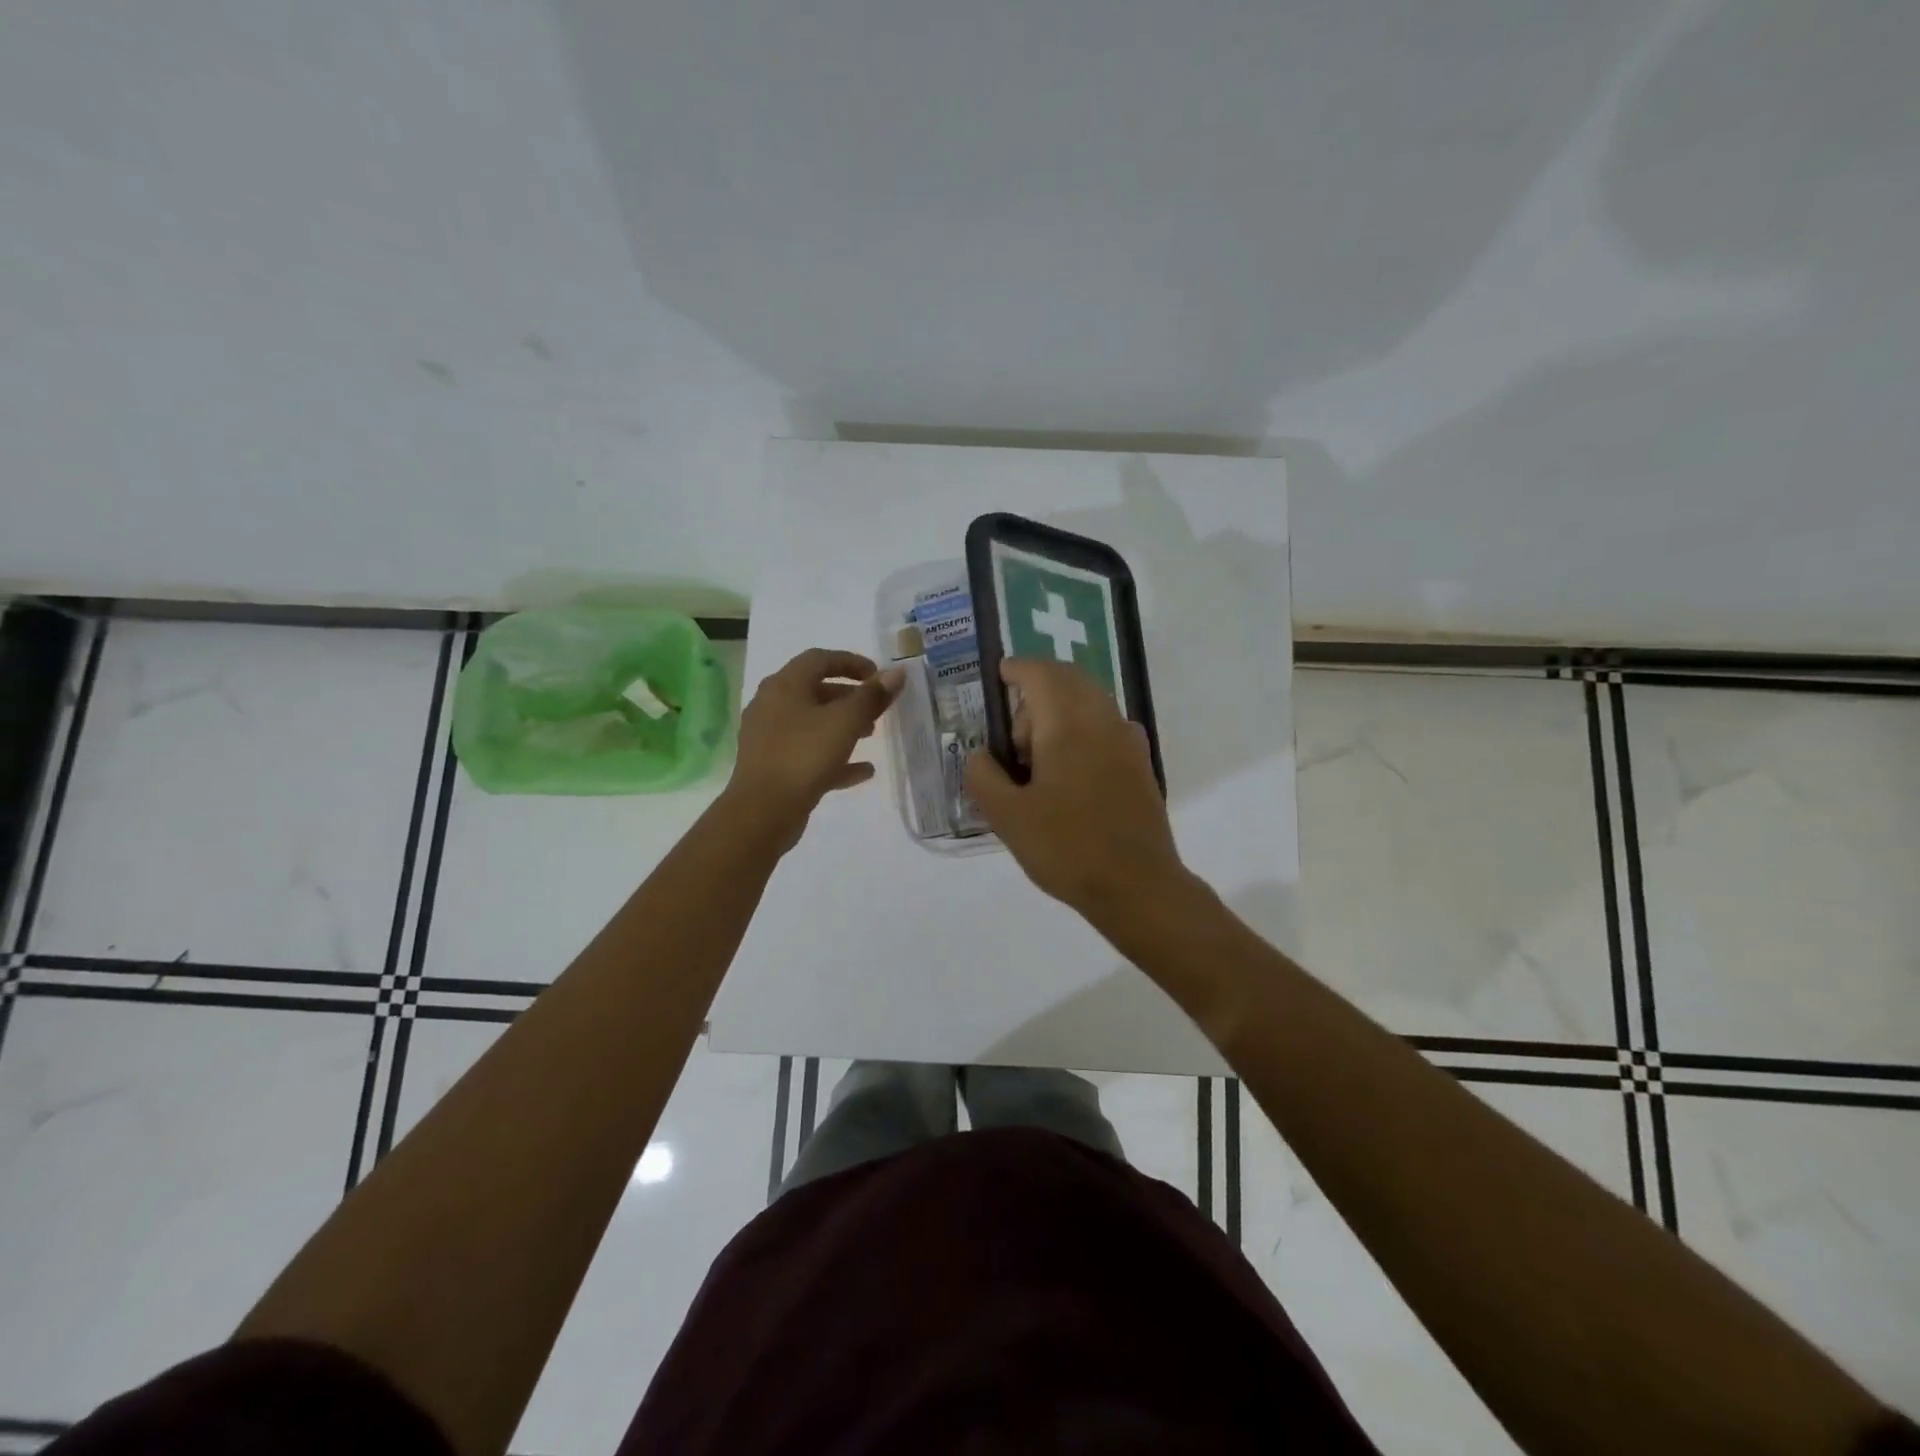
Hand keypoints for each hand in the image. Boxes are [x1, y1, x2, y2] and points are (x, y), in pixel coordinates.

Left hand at [724, 649, 902, 850]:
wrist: (763, 811)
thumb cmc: (804, 756)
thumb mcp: (845, 722)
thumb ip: (872, 696)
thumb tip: (897, 673)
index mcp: (784, 686)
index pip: (820, 659)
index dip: (852, 662)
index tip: (878, 675)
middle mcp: (772, 705)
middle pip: (815, 691)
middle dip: (849, 697)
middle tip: (876, 708)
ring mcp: (769, 738)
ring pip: (812, 723)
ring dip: (843, 726)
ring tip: (871, 736)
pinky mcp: (773, 766)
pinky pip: (808, 753)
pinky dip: (835, 757)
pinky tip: (863, 771)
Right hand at [963, 658, 1187, 919]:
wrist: (1137, 886)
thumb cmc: (1066, 848)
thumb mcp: (1007, 817)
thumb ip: (983, 776)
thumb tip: (980, 753)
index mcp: (1067, 725)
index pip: (1040, 673)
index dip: (1016, 668)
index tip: (999, 675)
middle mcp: (1102, 720)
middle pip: (1068, 680)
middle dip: (1037, 691)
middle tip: (1013, 736)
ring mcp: (1128, 740)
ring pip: (1090, 701)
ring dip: (1060, 711)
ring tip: (1038, 759)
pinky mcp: (1141, 763)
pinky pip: (1106, 725)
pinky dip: (1082, 729)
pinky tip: (1069, 771)